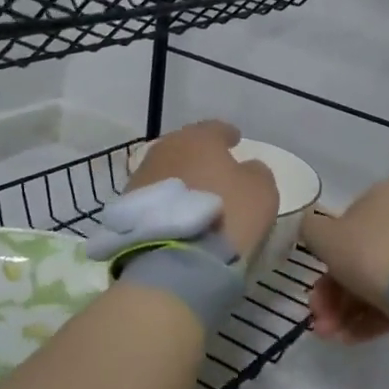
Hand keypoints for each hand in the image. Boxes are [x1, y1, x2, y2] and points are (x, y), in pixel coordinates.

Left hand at [126, 121, 277, 258]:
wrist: (173, 260)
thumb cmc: (226, 215)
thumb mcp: (261, 191)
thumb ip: (256, 172)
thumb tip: (248, 169)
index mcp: (198, 138)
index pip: (215, 129)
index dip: (227, 134)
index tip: (235, 140)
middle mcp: (165, 149)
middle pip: (186, 147)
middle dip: (199, 156)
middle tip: (214, 168)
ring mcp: (141, 177)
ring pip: (167, 171)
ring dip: (181, 179)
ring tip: (194, 196)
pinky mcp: (127, 208)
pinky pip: (155, 197)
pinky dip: (167, 202)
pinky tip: (177, 215)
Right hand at [299, 179, 388, 342]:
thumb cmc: (367, 249)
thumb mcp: (322, 235)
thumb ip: (310, 229)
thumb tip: (313, 229)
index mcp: (387, 194)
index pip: (349, 222)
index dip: (326, 255)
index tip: (313, 284)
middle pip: (362, 257)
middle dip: (333, 293)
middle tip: (318, 317)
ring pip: (377, 281)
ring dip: (346, 311)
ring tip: (330, 335)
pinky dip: (371, 318)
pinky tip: (349, 338)